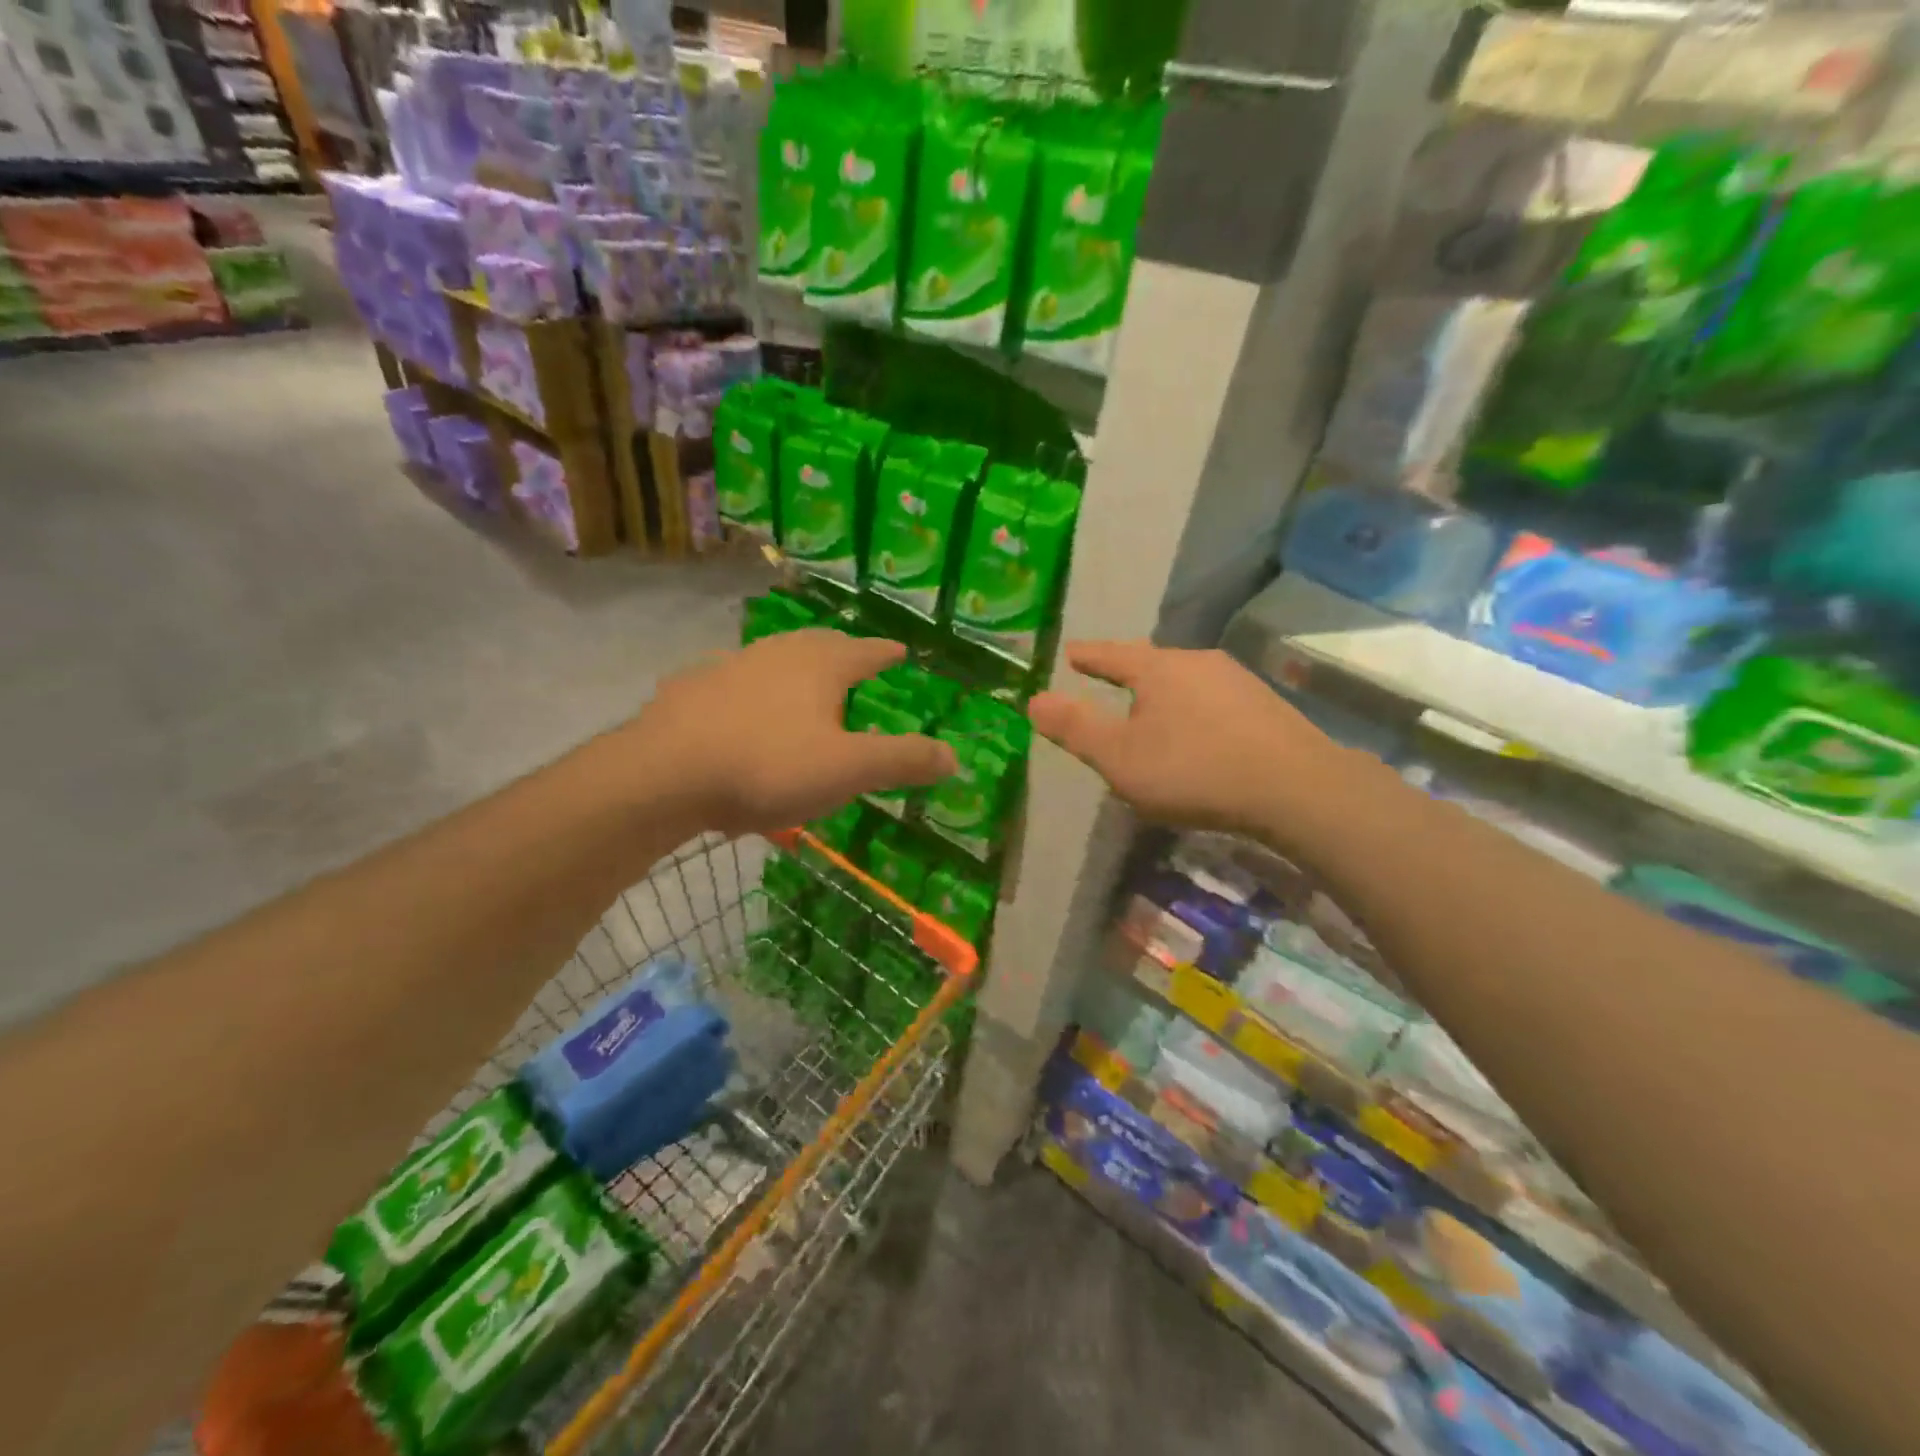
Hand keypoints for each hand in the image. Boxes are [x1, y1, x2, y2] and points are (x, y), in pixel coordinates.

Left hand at [635, 631, 956, 835]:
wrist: (664, 774)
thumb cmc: (768, 766)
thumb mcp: (848, 770)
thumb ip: (903, 760)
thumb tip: (955, 756)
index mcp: (821, 665)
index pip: (867, 651)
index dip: (887, 652)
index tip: (900, 651)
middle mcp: (777, 653)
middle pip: (819, 644)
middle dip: (841, 652)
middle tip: (855, 661)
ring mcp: (730, 666)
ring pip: (773, 658)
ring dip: (794, 667)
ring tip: (803, 683)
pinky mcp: (691, 689)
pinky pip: (732, 682)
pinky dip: (749, 690)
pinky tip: (741, 708)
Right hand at [1028, 642, 1349, 838]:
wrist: (1297, 789)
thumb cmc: (1193, 770)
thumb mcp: (1120, 757)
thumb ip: (1075, 728)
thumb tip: (1033, 699)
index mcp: (1158, 668)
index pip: (1110, 654)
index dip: (1087, 656)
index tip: (1070, 653)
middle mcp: (1198, 662)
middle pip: (1151, 662)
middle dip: (1126, 671)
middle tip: (1106, 677)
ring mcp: (1237, 681)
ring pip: (1185, 680)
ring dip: (1162, 692)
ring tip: (1149, 708)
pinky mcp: (1265, 707)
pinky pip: (1212, 700)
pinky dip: (1192, 710)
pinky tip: (1197, 733)